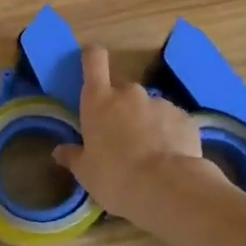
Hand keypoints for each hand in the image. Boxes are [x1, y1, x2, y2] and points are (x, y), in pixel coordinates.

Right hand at [52, 44, 221, 223]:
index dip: (92, 57)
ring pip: (149, 108)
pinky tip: (170, 158)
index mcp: (99, 101)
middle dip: (122, 109)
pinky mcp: (185, 118)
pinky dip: (169, 134)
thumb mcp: (86, 172)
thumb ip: (73, 156)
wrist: (167, 188)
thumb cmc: (115, 177)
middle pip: (122, 91)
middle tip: (122, 138)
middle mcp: (130, 93)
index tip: (91, 61)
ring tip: (150, 154)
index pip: (93, 60)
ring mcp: (160, 103)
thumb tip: (60, 151)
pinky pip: (172, 122)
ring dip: (147, 123)